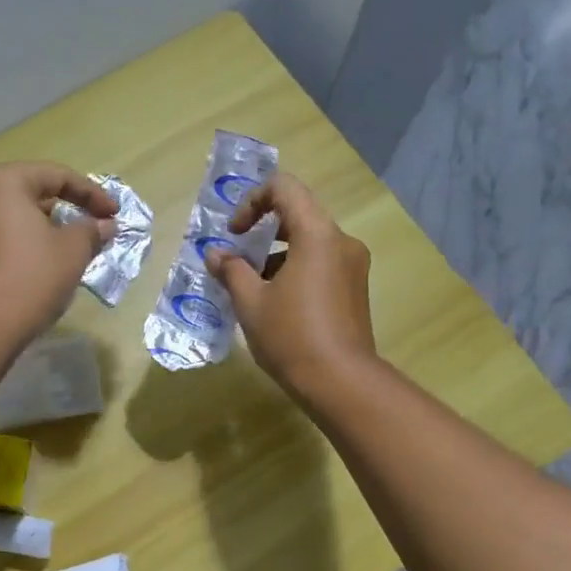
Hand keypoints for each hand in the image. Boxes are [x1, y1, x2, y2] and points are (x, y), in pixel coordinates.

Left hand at [0, 162, 114, 343]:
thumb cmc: (31, 276)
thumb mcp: (73, 250)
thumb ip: (91, 230)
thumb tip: (104, 225)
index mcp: (3, 182)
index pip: (56, 175)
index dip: (92, 193)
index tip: (114, 215)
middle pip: (32, 192)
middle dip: (67, 209)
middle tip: (94, 228)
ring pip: (15, 217)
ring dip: (47, 228)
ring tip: (73, 248)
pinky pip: (1, 237)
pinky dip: (26, 243)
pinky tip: (45, 264)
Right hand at [207, 174, 377, 394]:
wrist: (340, 382)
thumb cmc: (291, 336)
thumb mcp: (250, 302)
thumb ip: (231, 271)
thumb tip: (215, 254)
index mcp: (317, 235)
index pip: (284, 188)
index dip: (252, 201)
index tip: (235, 234)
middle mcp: (342, 242)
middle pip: (298, 214)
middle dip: (262, 232)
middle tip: (238, 261)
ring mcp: (353, 266)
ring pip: (309, 242)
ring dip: (276, 255)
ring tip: (251, 289)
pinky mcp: (355, 289)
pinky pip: (321, 264)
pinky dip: (295, 270)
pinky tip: (275, 305)